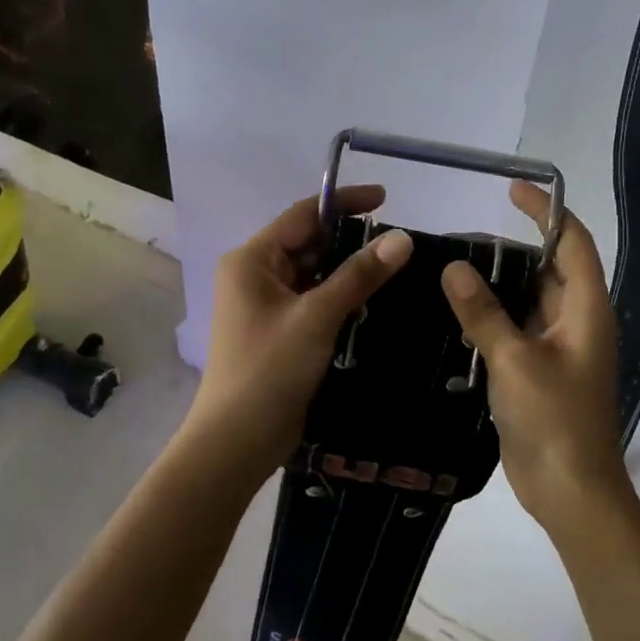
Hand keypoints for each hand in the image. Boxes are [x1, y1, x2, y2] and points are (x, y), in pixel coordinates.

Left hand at [182, 185, 412, 477]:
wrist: (237, 441)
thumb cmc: (269, 370)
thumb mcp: (317, 317)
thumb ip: (359, 275)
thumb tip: (402, 239)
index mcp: (252, 260)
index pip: (303, 215)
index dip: (344, 203)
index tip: (386, 199)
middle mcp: (256, 275)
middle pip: (309, 244)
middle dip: (351, 241)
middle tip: (400, 242)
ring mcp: (267, 305)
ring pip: (314, 274)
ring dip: (349, 271)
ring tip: (397, 268)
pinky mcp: (280, 331)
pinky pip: (314, 300)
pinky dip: (341, 298)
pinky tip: (374, 301)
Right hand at [440, 182, 628, 534]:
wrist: (571, 492)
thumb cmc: (555, 422)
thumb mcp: (515, 363)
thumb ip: (484, 314)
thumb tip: (453, 268)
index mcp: (586, 310)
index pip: (572, 242)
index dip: (546, 211)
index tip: (510, 190)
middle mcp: (576, 320)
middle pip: (547, 268)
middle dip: (510, 249)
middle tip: (459, 240)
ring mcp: (558, 347)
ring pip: (528, 299)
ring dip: (497, 284)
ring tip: (450, 270)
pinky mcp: (539, 370)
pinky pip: (516, 328)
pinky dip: (491, 315)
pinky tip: (455, 314)